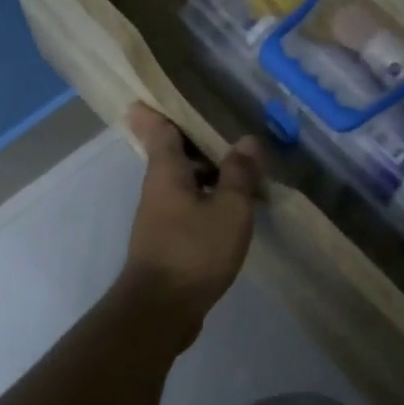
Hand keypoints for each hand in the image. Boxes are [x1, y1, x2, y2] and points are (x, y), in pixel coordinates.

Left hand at [120, 105, 260, 343]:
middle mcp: (157, 189)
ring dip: (206, 172)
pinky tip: (231, 207)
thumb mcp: (229, 210)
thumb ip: (239, 174)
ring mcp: (158, 217)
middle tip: (223, 126)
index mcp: (166, 172)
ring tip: (239, 166)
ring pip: (182, 182)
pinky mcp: (166, 241)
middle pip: (172, 155)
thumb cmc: (194, 251)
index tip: (157, 95)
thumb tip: (247, 140)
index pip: (159, 130)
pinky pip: (187, 206)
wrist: (161, 309)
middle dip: (194, 141)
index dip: (159, 111)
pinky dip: (206, 198)